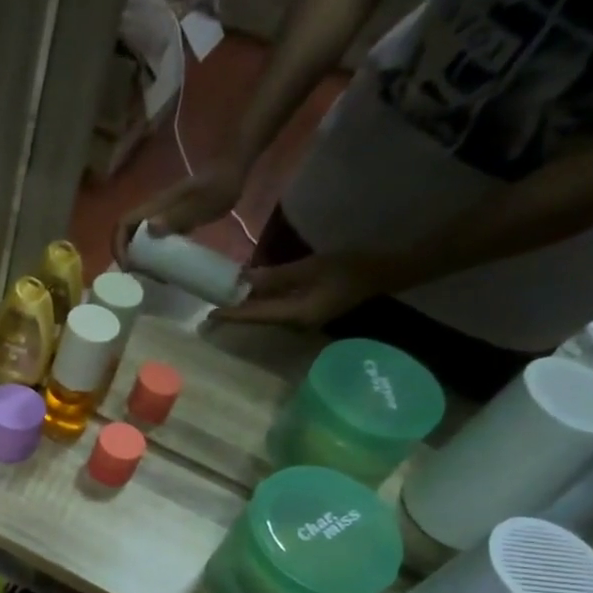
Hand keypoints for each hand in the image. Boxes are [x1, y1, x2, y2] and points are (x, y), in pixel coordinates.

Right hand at [112, 159, 248, 269]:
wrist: (232, 173)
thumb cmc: (218, 187)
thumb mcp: (200, 203)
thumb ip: (177, 215)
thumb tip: (149, 229)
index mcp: (154, 206)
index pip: (123, 224)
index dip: (118, 245)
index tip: (127, 267)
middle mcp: (153, 211)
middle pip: (127, 234)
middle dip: (127, 256)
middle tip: (140, 276)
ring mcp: (163, 216)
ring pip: (139, 238)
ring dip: (139, 258)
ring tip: (152, 275)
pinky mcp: (173, 221)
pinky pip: (155, 240)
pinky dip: (154, 255)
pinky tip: (165, 266)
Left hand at [208, 252, 385, 327]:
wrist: (382, 273)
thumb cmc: (349, 267)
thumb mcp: (310, 267)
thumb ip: (275, 276)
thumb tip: (243, 280)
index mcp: (295, 316)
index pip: (256, 316)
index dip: (232, 315)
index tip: (209, 313)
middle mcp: (295, 325)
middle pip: (258, 319)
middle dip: (235, 313)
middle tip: (210, 306)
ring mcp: (301, 321)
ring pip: (266, 315)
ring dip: (247, 307)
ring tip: (224, 299)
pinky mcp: (306, 313)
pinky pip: (277, 310)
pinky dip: (262, 303)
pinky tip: (251, 293)